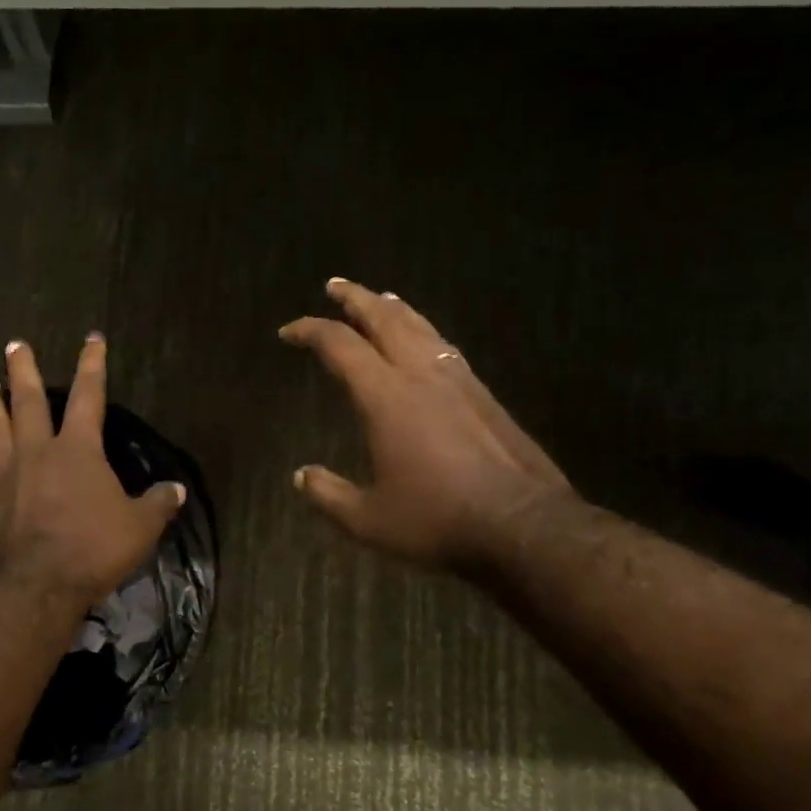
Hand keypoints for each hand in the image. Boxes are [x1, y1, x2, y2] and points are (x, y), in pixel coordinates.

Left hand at [0, 333, 185, 610]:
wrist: (34, 585)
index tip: (92, 339)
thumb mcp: (140, 527)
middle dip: (23, 371)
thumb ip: (158, 503)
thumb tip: (177, 489)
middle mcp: (37, 452)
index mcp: (78, 450)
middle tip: (14, 346)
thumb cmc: (92, 549)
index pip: (89, 396)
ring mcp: (3, 476)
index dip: (92, 366)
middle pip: (28, 402)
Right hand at [281, 279, 577, 575]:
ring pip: (421, 327)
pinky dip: (424, 332)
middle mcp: (420, 375)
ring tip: (381, 299)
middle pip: (384, 319)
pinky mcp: (484, 395)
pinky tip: (426, 342)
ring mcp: (458, 380)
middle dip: (355, 299)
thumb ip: (329, 495)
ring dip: (394, 309)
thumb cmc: (437, 519)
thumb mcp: (369, 519)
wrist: (522, 524)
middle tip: (335, 285)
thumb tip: (301, 477)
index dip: (309, 331)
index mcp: (385, 396)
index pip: (339, 345)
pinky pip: (444, 347)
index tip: (288, 332)